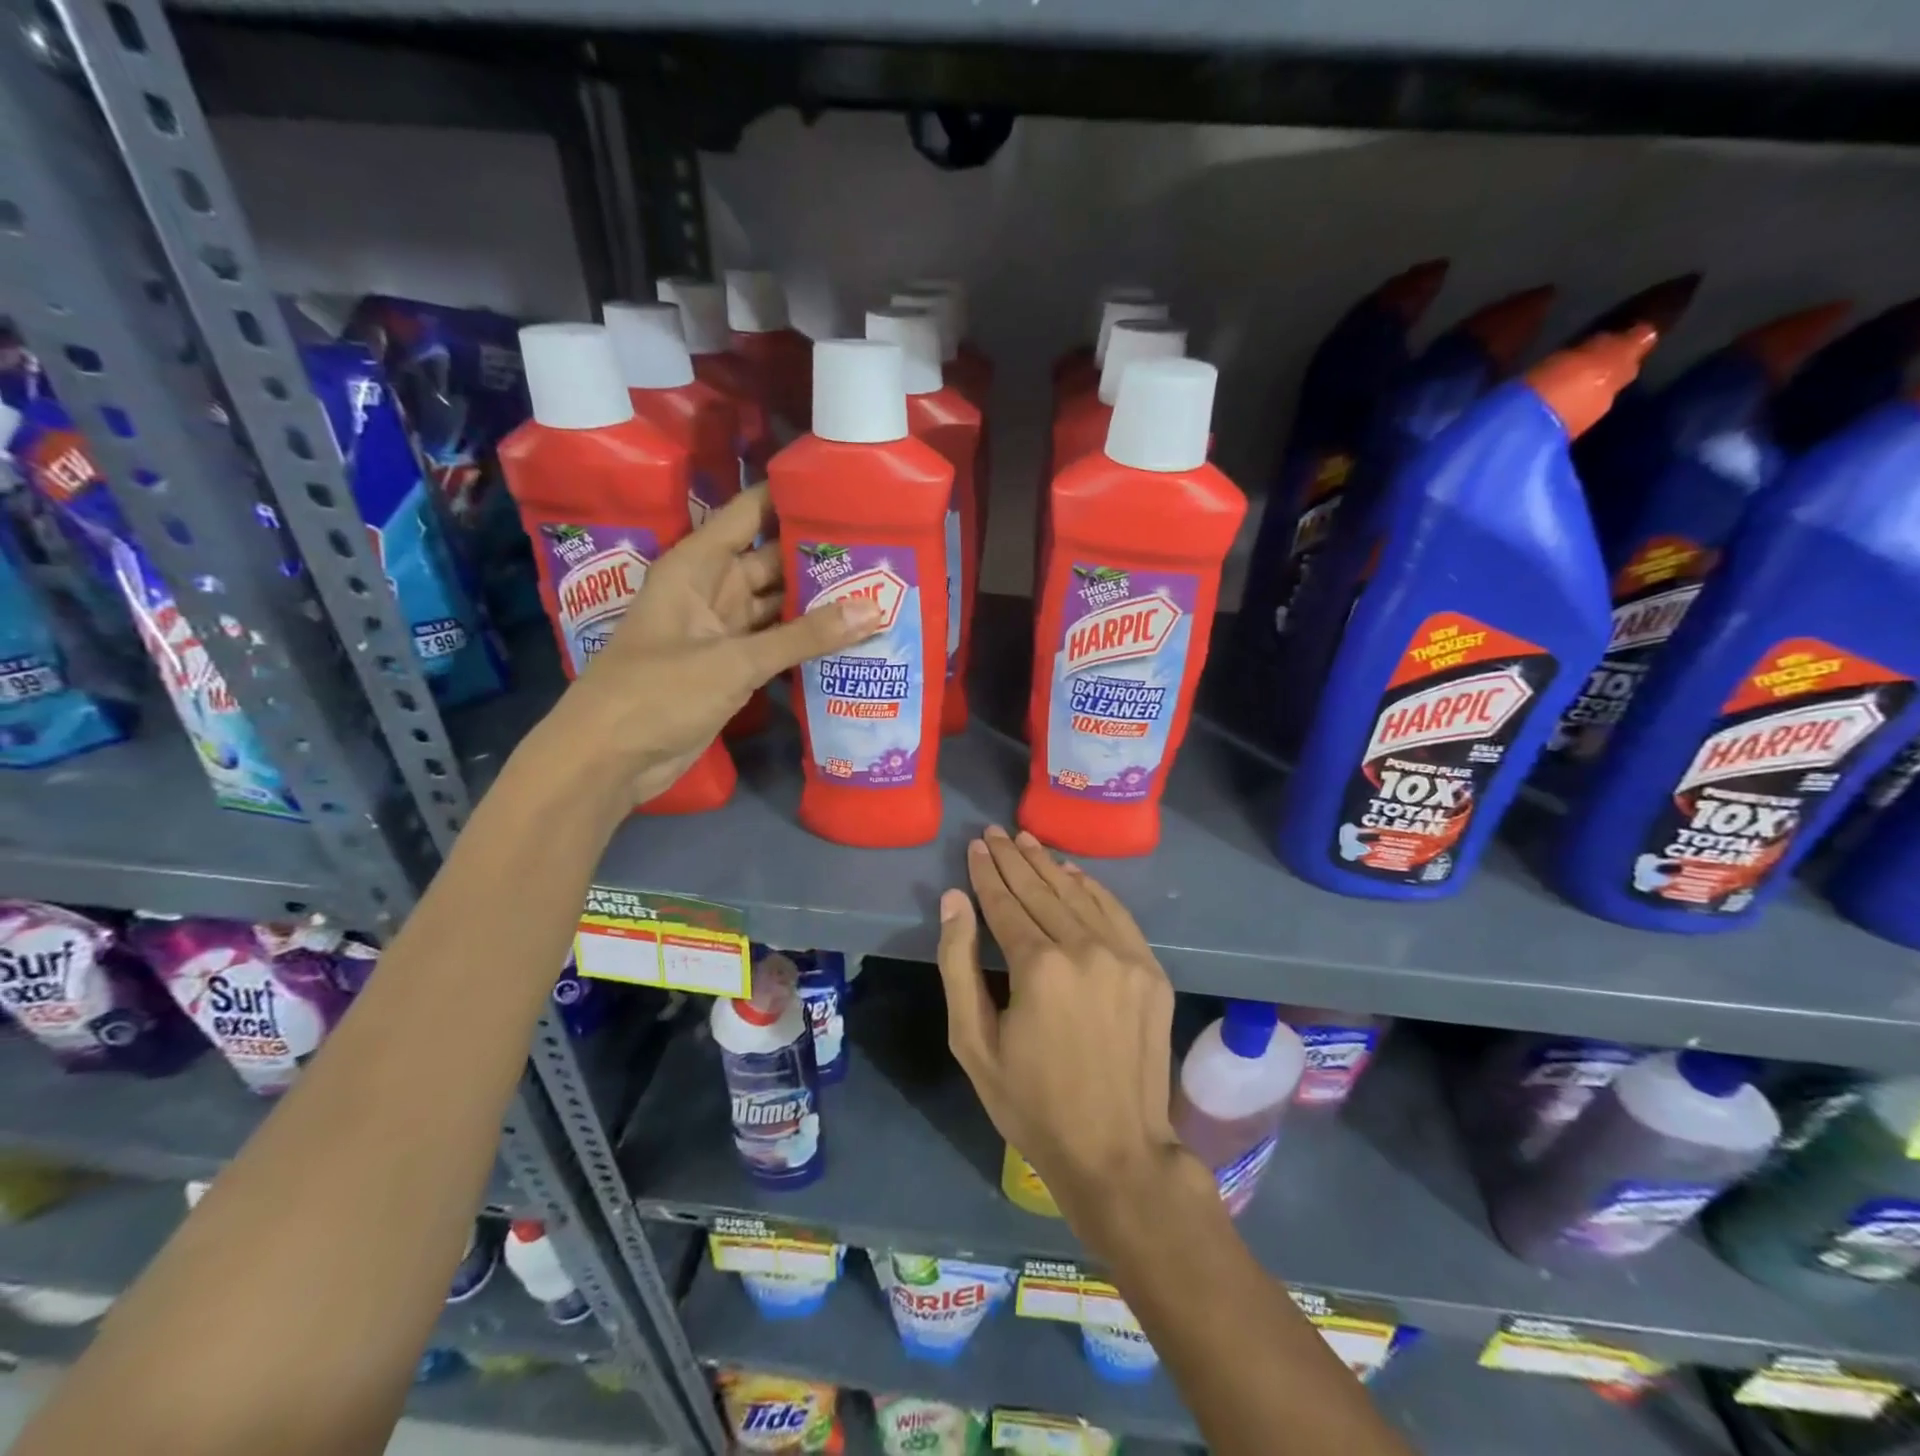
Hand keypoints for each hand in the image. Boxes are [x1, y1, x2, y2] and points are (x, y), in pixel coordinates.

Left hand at [546, 486, 880, 805]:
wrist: (609, 758)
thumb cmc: (658, 692)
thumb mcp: (734, 660)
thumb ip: (805, 636)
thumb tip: (875, 609)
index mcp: (698, 565)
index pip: (751, 512)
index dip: (794, 497)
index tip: (848, 491)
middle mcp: (713, 589)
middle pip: (774, 561)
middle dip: (822, 557)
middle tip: (882, 551)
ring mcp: (723, 630)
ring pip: (780, 606)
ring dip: (821, 604)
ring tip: (880, 590)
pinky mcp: (732, 667)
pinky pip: (778, 644)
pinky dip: (808, 643)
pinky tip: (852, 639)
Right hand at [936, 827, 1199, 1246]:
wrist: (1116, 1151)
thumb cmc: (1031, 1104)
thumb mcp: (973, 1043)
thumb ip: (958, 964)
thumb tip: (954, 900)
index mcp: (1038, 967)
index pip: (1006, 903)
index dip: (987, 873)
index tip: (975, 846)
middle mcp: (1085, 948)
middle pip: (1042, 890)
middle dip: (1014, 858)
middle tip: (995, 832)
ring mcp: (1125, 956)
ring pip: (1079, 895)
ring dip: (1050, 865)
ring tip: (1026, 841)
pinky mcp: (1151, 970)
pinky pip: (1116, 913)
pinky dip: (1092, 888)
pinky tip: (1073, 872)